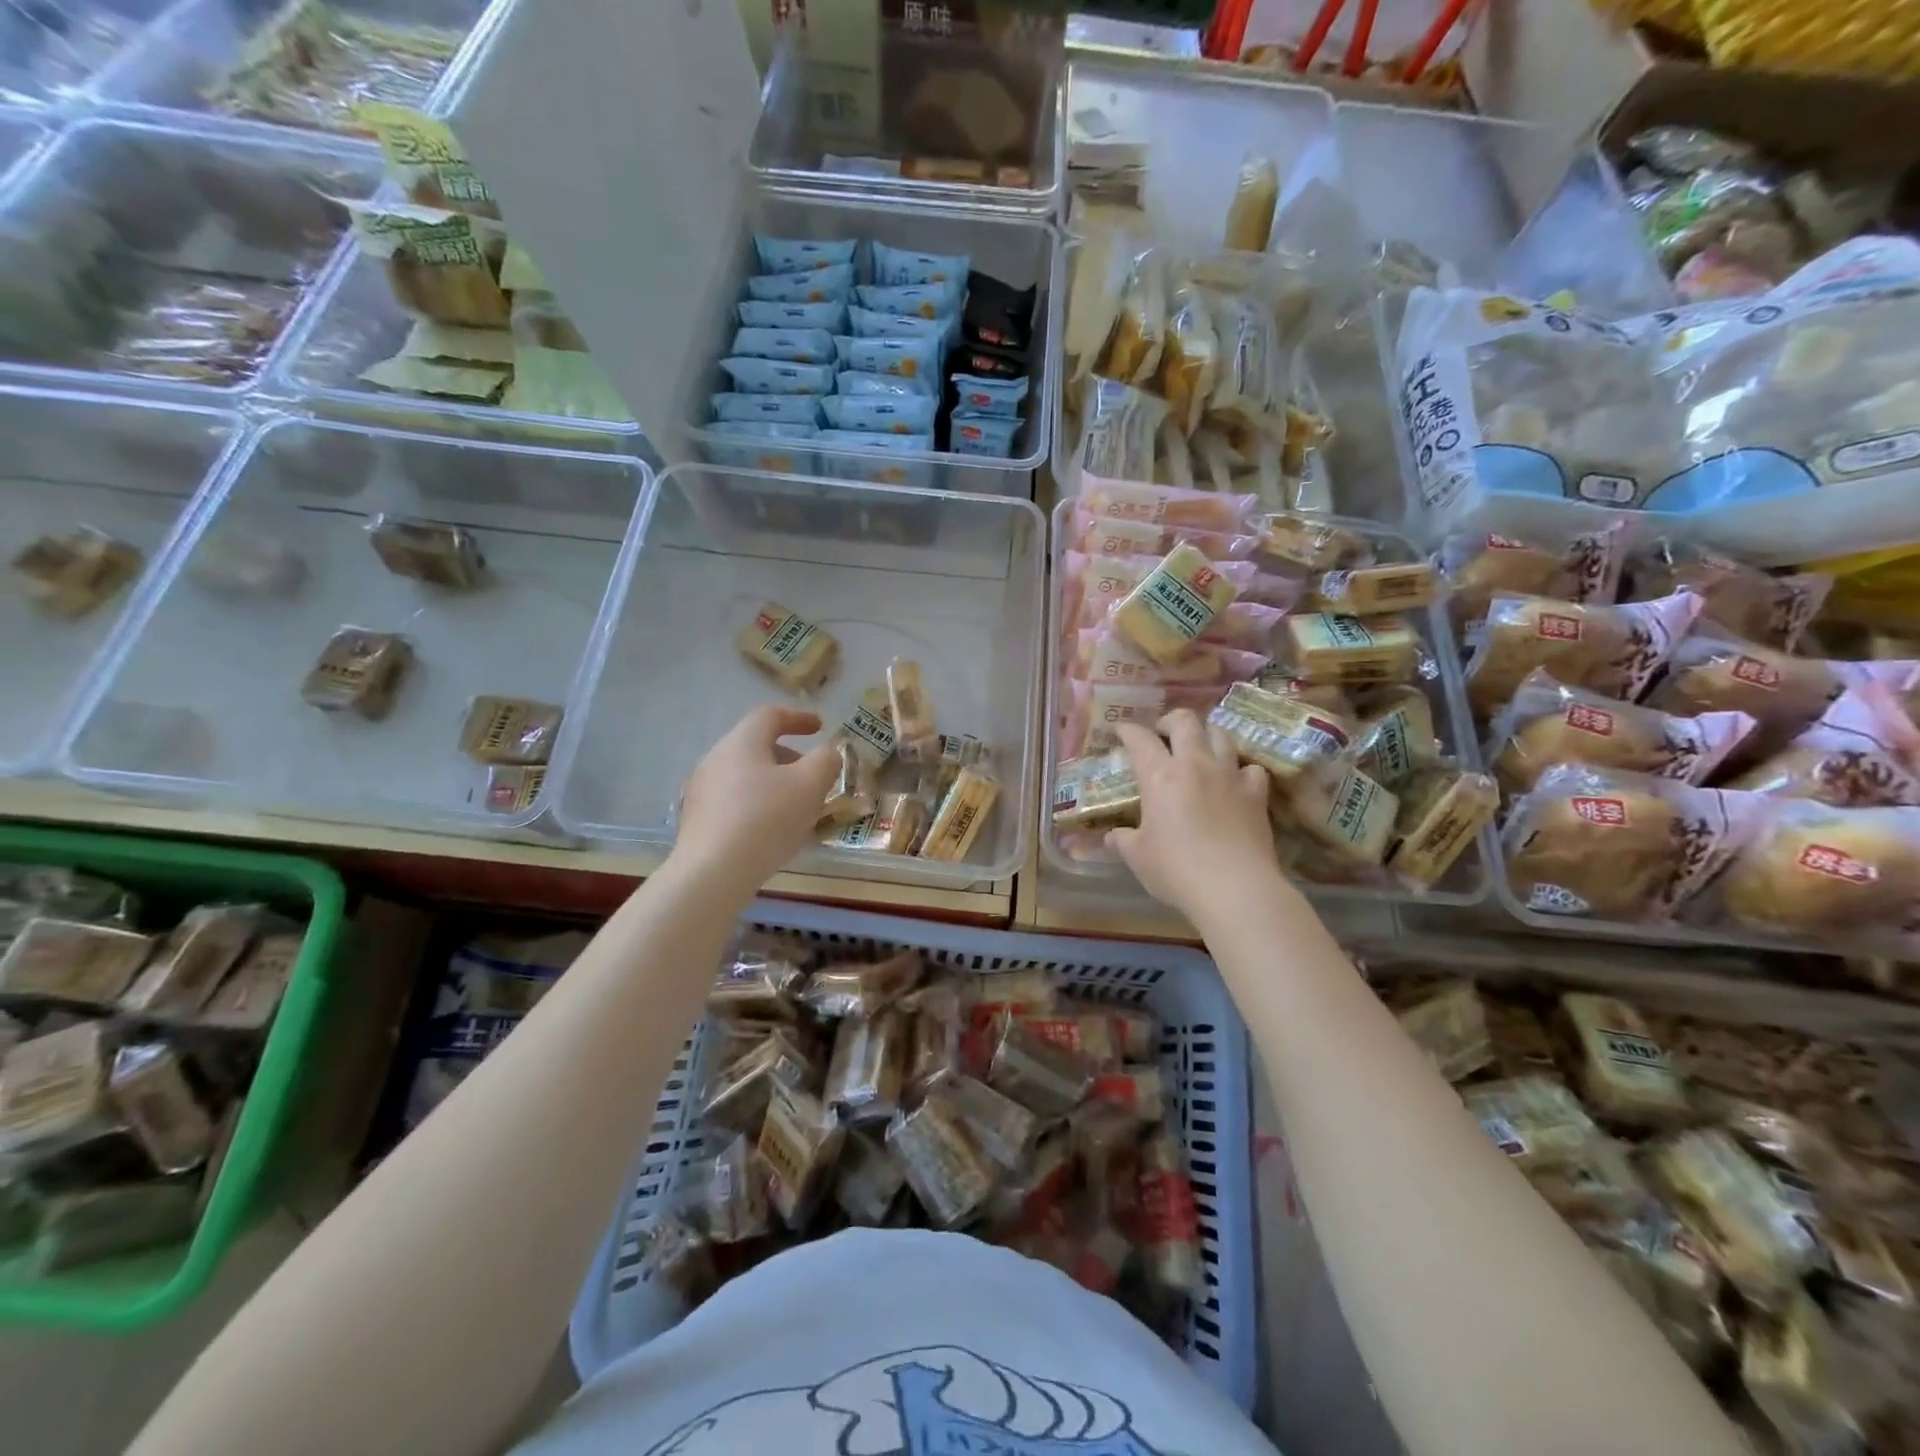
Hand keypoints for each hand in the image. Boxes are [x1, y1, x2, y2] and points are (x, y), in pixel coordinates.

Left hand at [673, 705, 839, 891]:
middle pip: (756, 746)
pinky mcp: (696, 821)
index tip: (820, 727)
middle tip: (813, 776)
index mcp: (742, 742)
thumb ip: (826, 761)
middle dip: (789, 757)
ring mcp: (701, 791)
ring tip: (796, 809)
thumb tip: (827, 754)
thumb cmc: (766, 820)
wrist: (712, 874)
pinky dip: (758, 805)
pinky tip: (772, 832)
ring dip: (774, 784)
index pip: (770, 716)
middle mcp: (716, 759)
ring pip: (746, 776)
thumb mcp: (810, 785)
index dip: (799, 718)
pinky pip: (734, 801)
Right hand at [1109, 713, 1282, 921]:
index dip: (1128, 730)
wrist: (1235, 888)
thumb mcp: (1138, 857)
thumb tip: (1111, 836)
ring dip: (1207, 736)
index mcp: (1160, 775)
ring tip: (1200, 749)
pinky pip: (1251, 768)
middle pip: (1185, 721)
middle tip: (1163, 733)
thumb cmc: (1176, 870)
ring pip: (1221, 735)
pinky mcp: (1256, 794)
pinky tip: (1235, 782)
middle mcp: (1195, 764)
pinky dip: (1241, 770)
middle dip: (1171, 720)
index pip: (1140, 739)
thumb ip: (1123, 840)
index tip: (1122, 731)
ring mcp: (1230, 776)